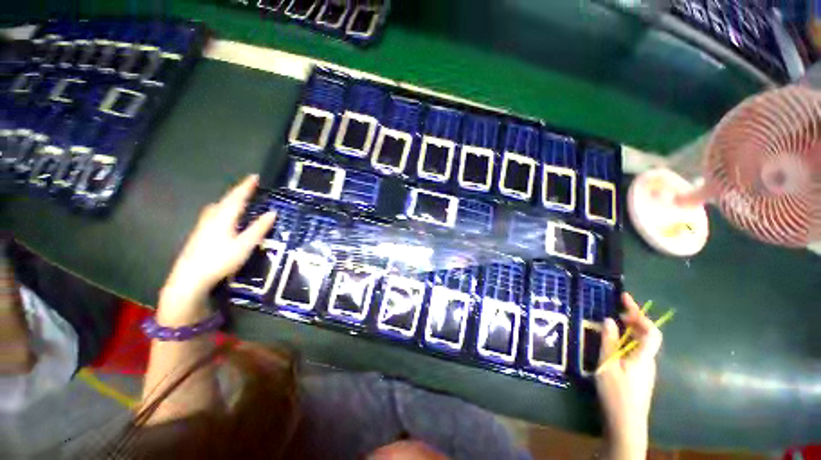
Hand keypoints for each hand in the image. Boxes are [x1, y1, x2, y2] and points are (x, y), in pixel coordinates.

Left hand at [159, 175, 274, 324]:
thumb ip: (259, 228)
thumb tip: (273, 212)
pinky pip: (214, 214)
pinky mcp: (199, 233)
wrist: (189, 278)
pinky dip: (223, 209)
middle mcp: (212, 217)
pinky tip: (224, 217)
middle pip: (225, 199)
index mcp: (224, 217)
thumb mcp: (245, 245)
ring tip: (238, 200)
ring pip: (218, 206)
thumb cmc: (219, 260)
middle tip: (249, 188)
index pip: (237, 197)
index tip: (255, 176)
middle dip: (238, 192)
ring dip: (229, 200)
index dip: (246, 186)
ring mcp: (203, 225)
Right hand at [596, 293, 662, 459]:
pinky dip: (625, 341)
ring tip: (611, 322)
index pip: (651, 331)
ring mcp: (643, 369)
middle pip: (646, 335)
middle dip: (633, 318)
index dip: (641, 314)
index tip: (625, 299)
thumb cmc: (617, 394)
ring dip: (628, 329)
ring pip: (640, 344)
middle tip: (615, 308)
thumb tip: (609, 320)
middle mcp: (647, 361)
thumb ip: (608, 342)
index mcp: (643, 357)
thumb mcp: (608, 365)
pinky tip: (612, 343)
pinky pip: (634, 351)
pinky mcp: (637, 376)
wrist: (626, 424)